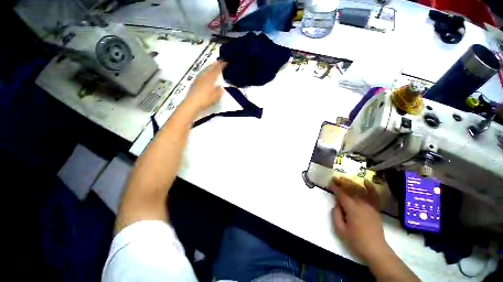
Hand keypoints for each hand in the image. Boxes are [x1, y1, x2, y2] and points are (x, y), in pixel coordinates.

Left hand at [184, 60, 226, 110]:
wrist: (192, 102)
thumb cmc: (205, 99)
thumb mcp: (216, 97)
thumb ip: (219, 91)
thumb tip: (221, 88)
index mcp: (211, 79)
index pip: (217, 70)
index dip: (221, 65)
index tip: (225, 62)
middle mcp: (204, 77)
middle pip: (210, 68)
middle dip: (214, 64)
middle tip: (218, 61)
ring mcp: (198, 79)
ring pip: (204, 70)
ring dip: (209, 66)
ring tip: (212, 64)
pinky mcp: (194, 82)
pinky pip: (201, 73)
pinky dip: (204, 71)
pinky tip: (204, 73)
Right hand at [330, 176, 388, 261]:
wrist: (375, 250)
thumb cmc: (356, 241)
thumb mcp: (340, 230)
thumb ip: (335, 215)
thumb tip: (336, 204)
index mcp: (352, 209)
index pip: (342, 194)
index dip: (335, 187)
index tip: (329, 182)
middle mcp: (362, 204)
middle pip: (351, 189)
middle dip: (342, 182)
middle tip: (335, 178)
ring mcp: (370, 206)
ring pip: (360, 190)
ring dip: (352, 183)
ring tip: (344, 178)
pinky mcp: (376, 209)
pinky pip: (374, 195)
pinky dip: (370, 187)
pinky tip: (365, 181)